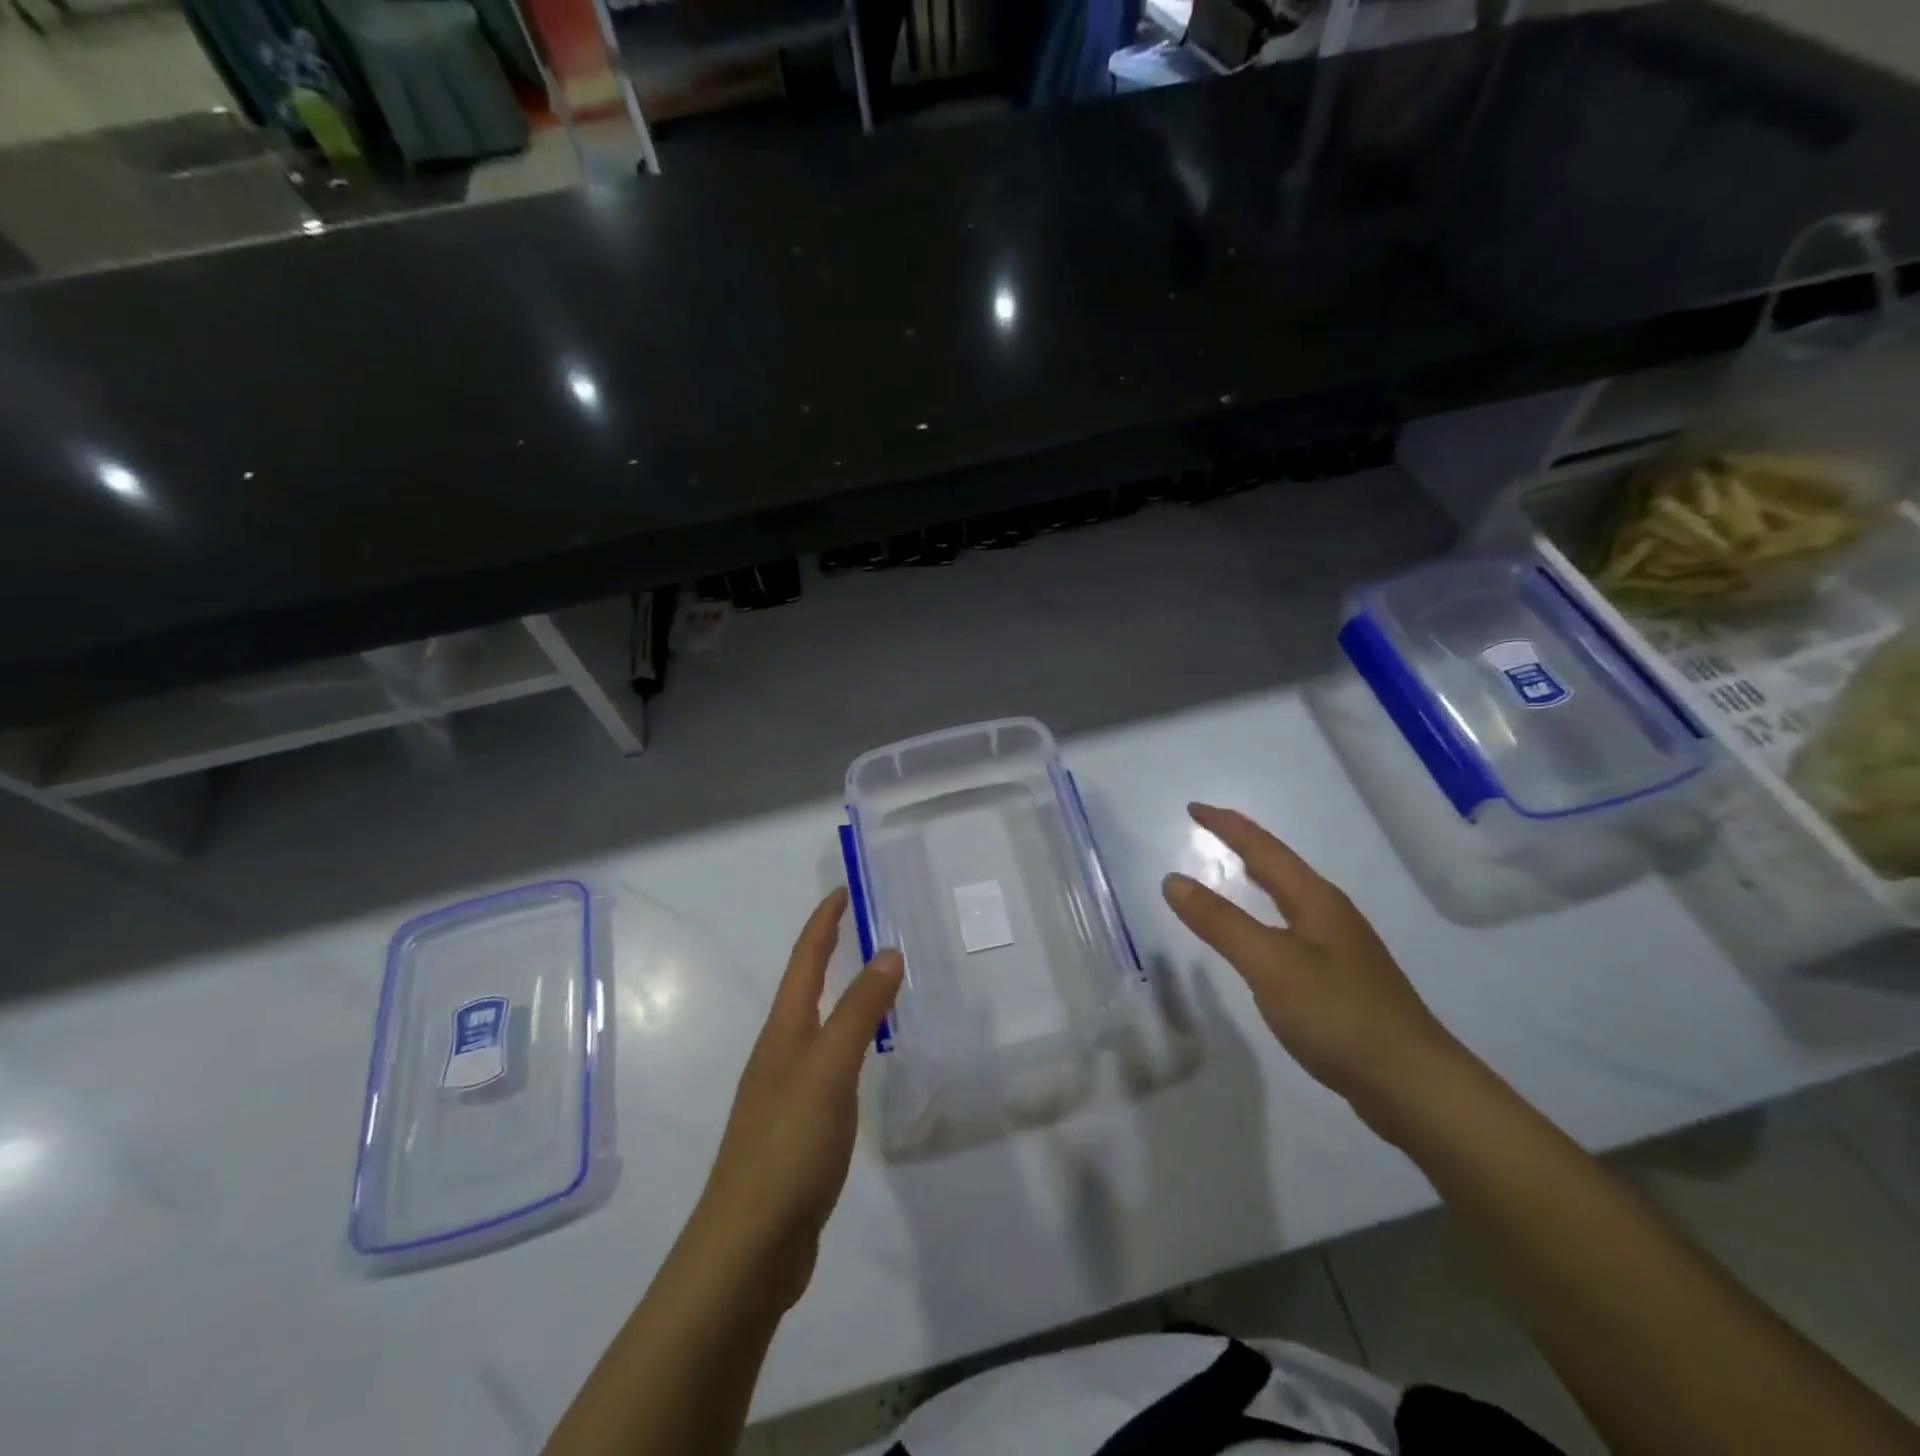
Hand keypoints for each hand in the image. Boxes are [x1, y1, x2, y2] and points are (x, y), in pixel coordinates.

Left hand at [688, 888, 902, 1311]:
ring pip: (817, 1027)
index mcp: (783, 1033)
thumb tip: (888, 952)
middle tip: (864, 928)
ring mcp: (786, 1093)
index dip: (823, 923)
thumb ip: (860, 1012)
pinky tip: (863, 1061)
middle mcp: (780, 1054)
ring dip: (841, 996)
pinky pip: (828, 1065)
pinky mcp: (799, 1130)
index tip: (843, 890)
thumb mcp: (829, 1070)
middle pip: (806, 988)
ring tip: (873, 984)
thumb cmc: (787, 1147)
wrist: (747, 1250)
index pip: (805, 961)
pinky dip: (848, 1043)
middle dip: (829, 951)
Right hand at [1162, 803, 1466, 1129]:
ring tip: (1232, 871)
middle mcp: (1331, 915)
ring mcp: (1341, 948)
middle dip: (1243, 844)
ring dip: (1258, 878)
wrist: (1414, 1085)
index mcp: (1315, 900)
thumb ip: (1220, 922)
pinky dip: (1267, 914)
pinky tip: (1262, 937)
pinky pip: (1293, 928)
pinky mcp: (1342, 980)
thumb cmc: (1338, 1014)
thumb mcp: (1269, 964)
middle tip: (1208, 830)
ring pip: (1290, 897)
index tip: (1192, 808)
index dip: (1227, 826)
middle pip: (1281, 866)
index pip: (1263, 848)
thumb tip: (1173, 880)